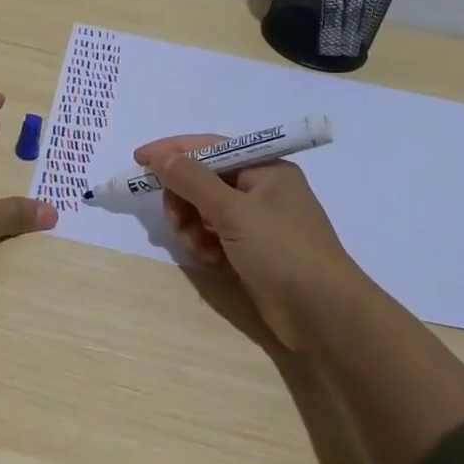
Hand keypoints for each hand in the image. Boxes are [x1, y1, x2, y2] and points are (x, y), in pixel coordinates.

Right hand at [134, 133, 364, 348]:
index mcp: (265, 169)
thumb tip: (161, 157)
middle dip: (184, 199)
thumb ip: (193, 180)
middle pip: (203, 181)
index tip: (139, 160)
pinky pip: (214, 236)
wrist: (324, 316)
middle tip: (175, 221)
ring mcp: (257, 223)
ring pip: (204, 211)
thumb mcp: (234, 211)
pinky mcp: (251, 252)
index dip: (173, 151)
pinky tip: (211, 261)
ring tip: (198, 248)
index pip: (210, 147)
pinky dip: (206, 245)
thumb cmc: (283, 252)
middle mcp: (261, 190)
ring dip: (192, 226)